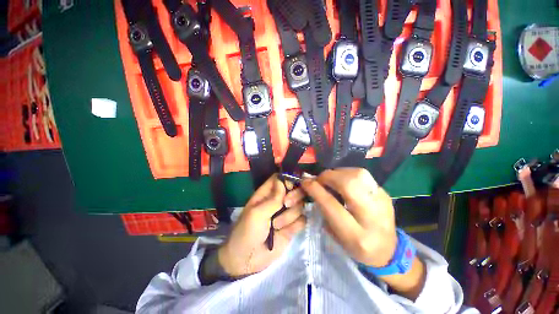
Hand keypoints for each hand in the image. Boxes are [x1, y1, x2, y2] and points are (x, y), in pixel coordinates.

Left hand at [218, 175, 305, 277]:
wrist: (247, 260)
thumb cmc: (247, 232)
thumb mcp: (257, 213)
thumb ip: (273, 198)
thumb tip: (284, 181)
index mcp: (267, 194)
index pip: (280, 179)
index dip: (288, 180)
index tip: (291, 186)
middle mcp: (278, 201)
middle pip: (294, 190)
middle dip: (294, 196)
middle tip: (286, 204)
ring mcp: (286, 213)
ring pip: (300, 205)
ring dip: (289, 216)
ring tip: (275, 226)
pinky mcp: (292, 226)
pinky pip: (302, 219)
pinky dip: (295, 225)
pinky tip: (284, 232)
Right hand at [301, 168, 396, 266]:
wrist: (388, 249)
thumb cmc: (356, 246)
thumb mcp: (336, 235)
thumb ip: (324, 210)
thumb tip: (312, 186)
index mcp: (356, 235)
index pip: (331, 205)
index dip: (315, 190)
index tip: (305, 182)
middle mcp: (372, 217)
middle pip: (349, 185)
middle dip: (329, 177)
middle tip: (319, 179)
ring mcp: (382, 202)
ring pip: (358, 175)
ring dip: (338, 173)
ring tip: (330, 179)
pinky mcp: (385, 193)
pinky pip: (363, 175)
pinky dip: (347, 174)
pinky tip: (343, 180)